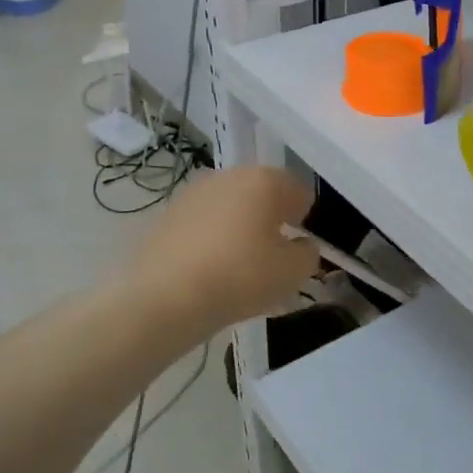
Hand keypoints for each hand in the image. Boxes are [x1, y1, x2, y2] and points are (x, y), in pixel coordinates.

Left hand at [123, 167, 318, 337]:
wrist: (164, 297)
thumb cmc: (240, 277)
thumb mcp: (293, 272)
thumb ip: (307, 253)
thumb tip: (301, 245)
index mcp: (265, 181)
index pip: (298, 191)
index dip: (304, 218)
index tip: (299, 245)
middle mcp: (229, 176)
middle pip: (261, 193)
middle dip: (270, 218)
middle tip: (272, 254)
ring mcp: (194, 192)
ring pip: (230, 206)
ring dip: (240, 226)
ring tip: (240, 264)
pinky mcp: (168, 214)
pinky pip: (203, 222)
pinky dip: (212, 238)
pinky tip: (210, 269)